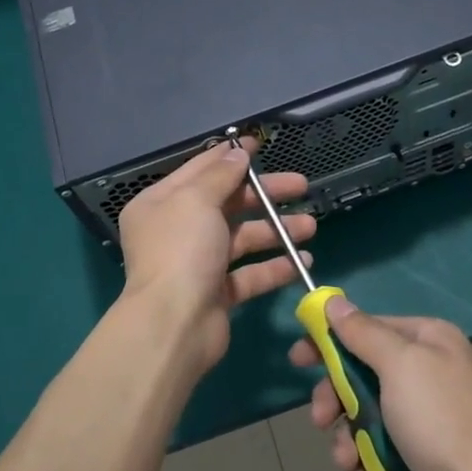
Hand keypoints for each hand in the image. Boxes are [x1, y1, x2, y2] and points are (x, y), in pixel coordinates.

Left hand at [117, 139, 316, 375]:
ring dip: (276, 231)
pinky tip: (303, 261)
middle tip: (301, 186)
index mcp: (161, 203)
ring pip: (242, 238)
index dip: (230, 156)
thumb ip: (220, 174)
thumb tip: (238, 153)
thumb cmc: (181, 251)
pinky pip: (249, 273)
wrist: (173, 325)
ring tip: (310, 227)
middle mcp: (176, 230)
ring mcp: (197, 263)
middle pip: (226, 203)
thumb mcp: (197, 200)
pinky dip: (274, 267)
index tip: (260, 145)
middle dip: (264, 195)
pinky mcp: (216, 293)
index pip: (199, 170)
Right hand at [290, 297, 471, 470]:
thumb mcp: (399, 367)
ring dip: (350, 438)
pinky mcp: (431, 451)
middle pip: (364, 373)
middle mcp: (432, 368)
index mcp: (429, 339)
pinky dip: (370, 461)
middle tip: (319, 421)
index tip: (297, 360)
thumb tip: (335, 301)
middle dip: (337, 400)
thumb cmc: (440, 422)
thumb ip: (363, 333)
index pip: (367, 327)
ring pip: (370, 413)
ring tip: (348, 464)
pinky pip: (386, 445)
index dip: (329, 342)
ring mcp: (432, 412)